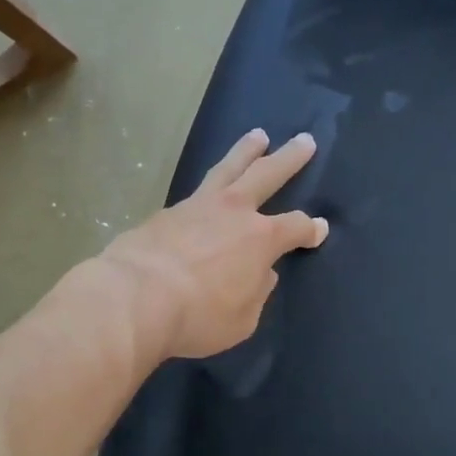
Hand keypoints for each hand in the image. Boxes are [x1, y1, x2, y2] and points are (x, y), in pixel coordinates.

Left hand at [98, 129, 327, 360]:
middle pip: (268, 174)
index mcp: (261, 239)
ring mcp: (197, 206)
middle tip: (305, 140)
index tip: (319, 230)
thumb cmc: (198, 315)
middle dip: (289, 158)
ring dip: (246, 151)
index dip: (310, 229)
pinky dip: (209, 186)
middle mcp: (233, 212)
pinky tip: (207, 190)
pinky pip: (195, 192)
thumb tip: (262, 275)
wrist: (136, 297)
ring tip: (258, 136)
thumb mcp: (242, 319)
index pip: (295, 227)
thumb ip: (256, 293)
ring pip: (228, 168)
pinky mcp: (166, 212)